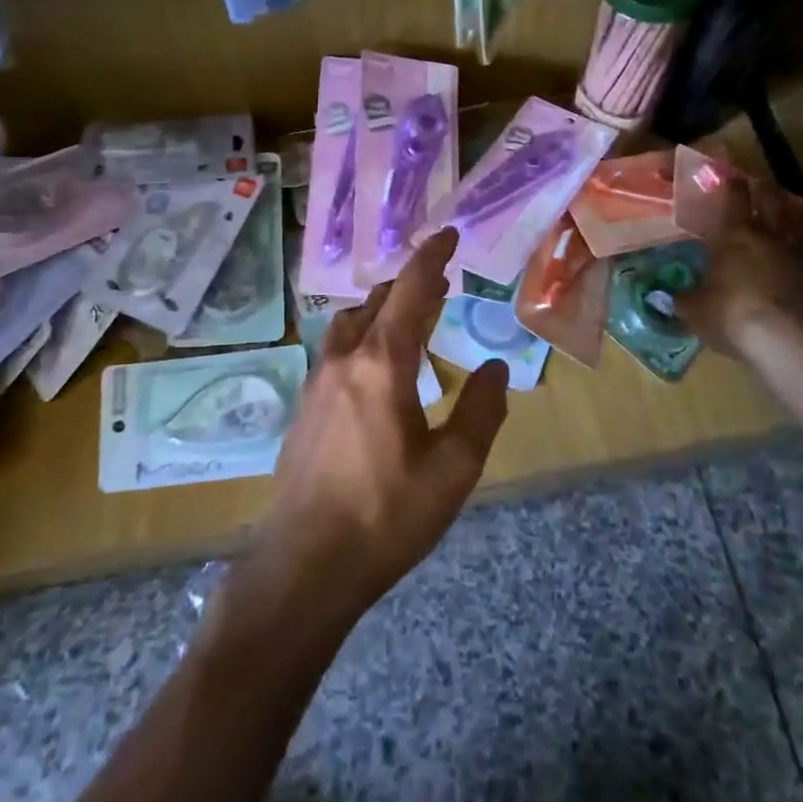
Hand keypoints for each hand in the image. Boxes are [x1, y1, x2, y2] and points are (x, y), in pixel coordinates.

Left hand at [229, 228, 509, 634]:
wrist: (305, 566)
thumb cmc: (386, 516)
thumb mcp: (453, 469)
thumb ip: (480, 411)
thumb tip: (498, 369)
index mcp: (382, 363)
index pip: (411, 291)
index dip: (432, 258)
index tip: (449, 235)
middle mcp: (345, 359)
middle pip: (379, 301)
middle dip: (411, 284)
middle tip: (441, 282)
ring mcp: (318, 381)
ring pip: (352, 322)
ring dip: (384, 308)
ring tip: (411, 316)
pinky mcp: (305, 406)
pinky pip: (339, 348)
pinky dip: (365, 334)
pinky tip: (378, 364)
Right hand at [676, 171, 802, 371]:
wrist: (796, 345)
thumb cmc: (734, 316)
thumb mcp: (696, 311)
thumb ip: (686, 299)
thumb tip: (674, 296)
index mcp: (734, 234)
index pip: (733, 196)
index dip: (730, 182)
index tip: (728, 173)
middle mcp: (770, 234)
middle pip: (771, 199)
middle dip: (764, 189)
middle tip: (759, 184)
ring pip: (797, 222)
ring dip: (789, 216)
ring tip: (783, 218)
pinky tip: (802, 260)